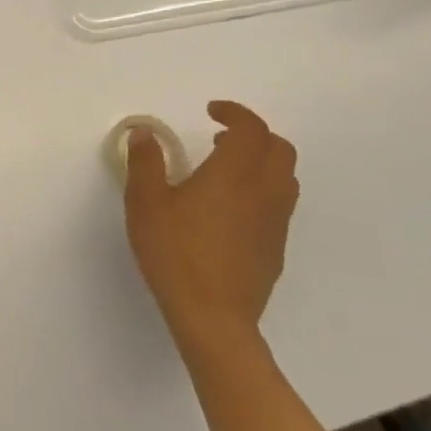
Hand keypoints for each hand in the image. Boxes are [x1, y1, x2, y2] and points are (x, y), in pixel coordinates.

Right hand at [124, 102, 298, 357]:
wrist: (214, 318)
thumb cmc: (175, 252)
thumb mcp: (145, 202)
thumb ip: (145, 162)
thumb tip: (145, 133)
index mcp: (233, 174)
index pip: (251, 129)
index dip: (235, 113)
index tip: (211, 112)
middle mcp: (263, 192)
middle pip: (279, 149)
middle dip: (254, 135)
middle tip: (220, 138)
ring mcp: (275, 223)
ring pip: (285, 178)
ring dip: (262, 163)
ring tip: (225, 171)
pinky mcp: (276, 249)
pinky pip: (279, 205)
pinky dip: (261, 191)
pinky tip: (229, 210)